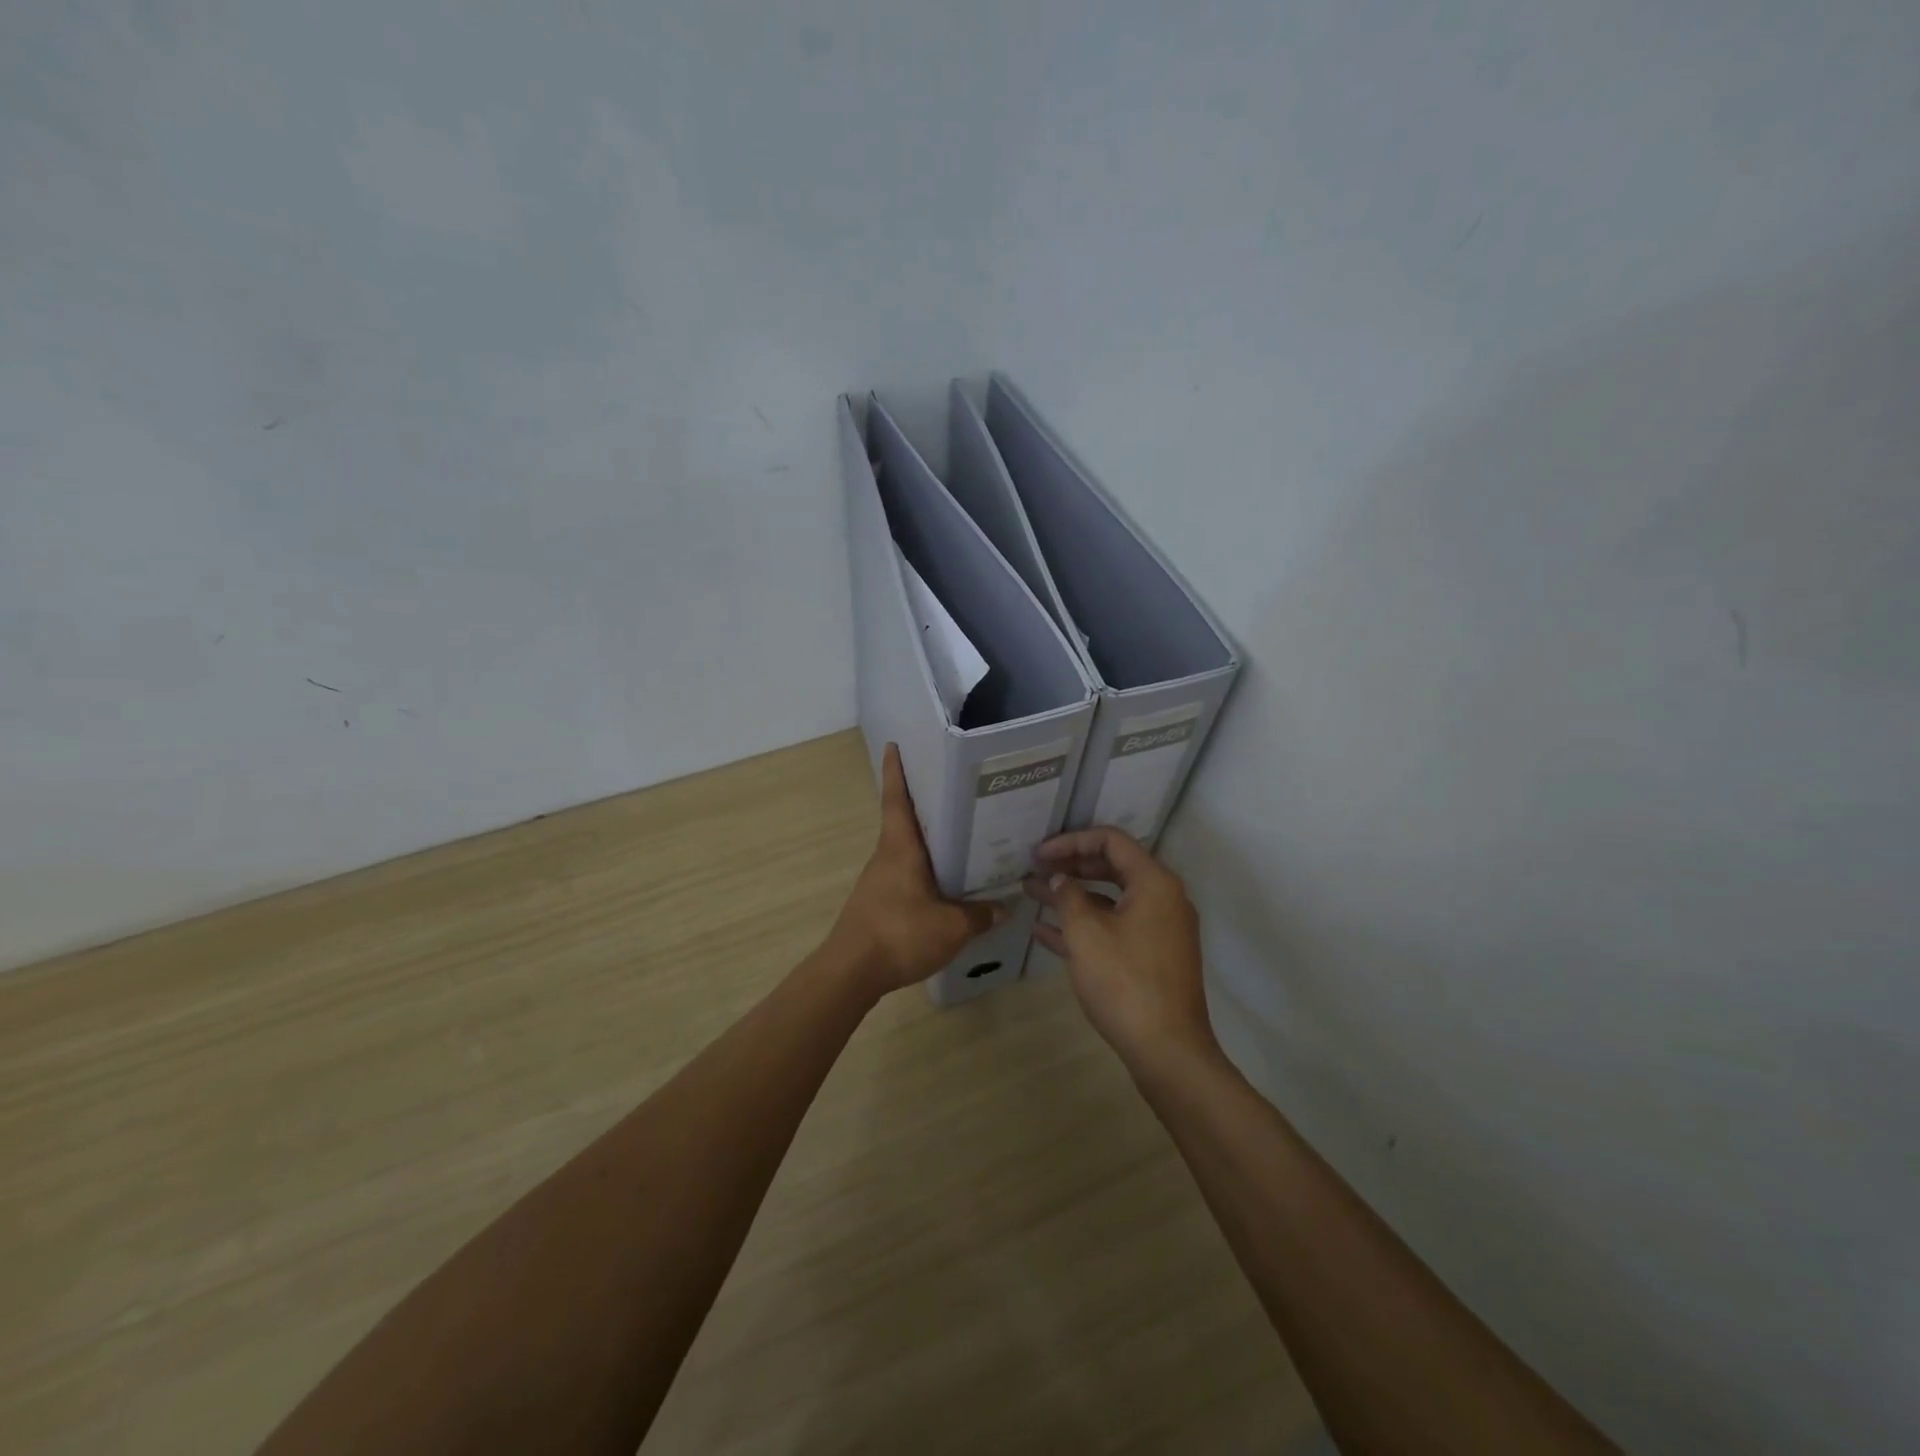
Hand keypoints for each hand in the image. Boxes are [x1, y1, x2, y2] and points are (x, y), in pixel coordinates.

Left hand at [825, 743, 1004, 997]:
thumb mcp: (951, 927)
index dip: (896, 771)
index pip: (896, 799)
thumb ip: (979, 915)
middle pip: (903, 819)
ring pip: (905, 848)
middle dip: (922, 801)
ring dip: (925, 838)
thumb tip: (1004, 908)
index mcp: (900, 848)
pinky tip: (944, 880)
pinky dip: (923, 867)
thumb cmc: (899, 934)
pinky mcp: (878, 901)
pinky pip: (904, 872)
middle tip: (953, 787)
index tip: (894, 745)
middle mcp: (887, 856)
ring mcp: (879, 879)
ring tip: (959, 833)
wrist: (851, 972)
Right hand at [1026, 827, 1218, 1077]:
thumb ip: (1069, 896)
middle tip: (1035, 870)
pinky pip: (1115, 929)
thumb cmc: (1125, 982)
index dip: (1071, 841)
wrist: (1168, 1051)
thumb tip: (1061, 878)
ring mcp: (1160, 930)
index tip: (1040, 853)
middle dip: (1070, 868)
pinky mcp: (1152, 958)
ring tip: (1031, 894)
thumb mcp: (1086, 933)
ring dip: (1072, 897)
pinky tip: (1044, 933)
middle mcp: (1163, 899)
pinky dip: (1084, 927)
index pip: (1111, 841)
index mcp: (1154, 882)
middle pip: (1111, 867)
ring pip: (1110, 901)